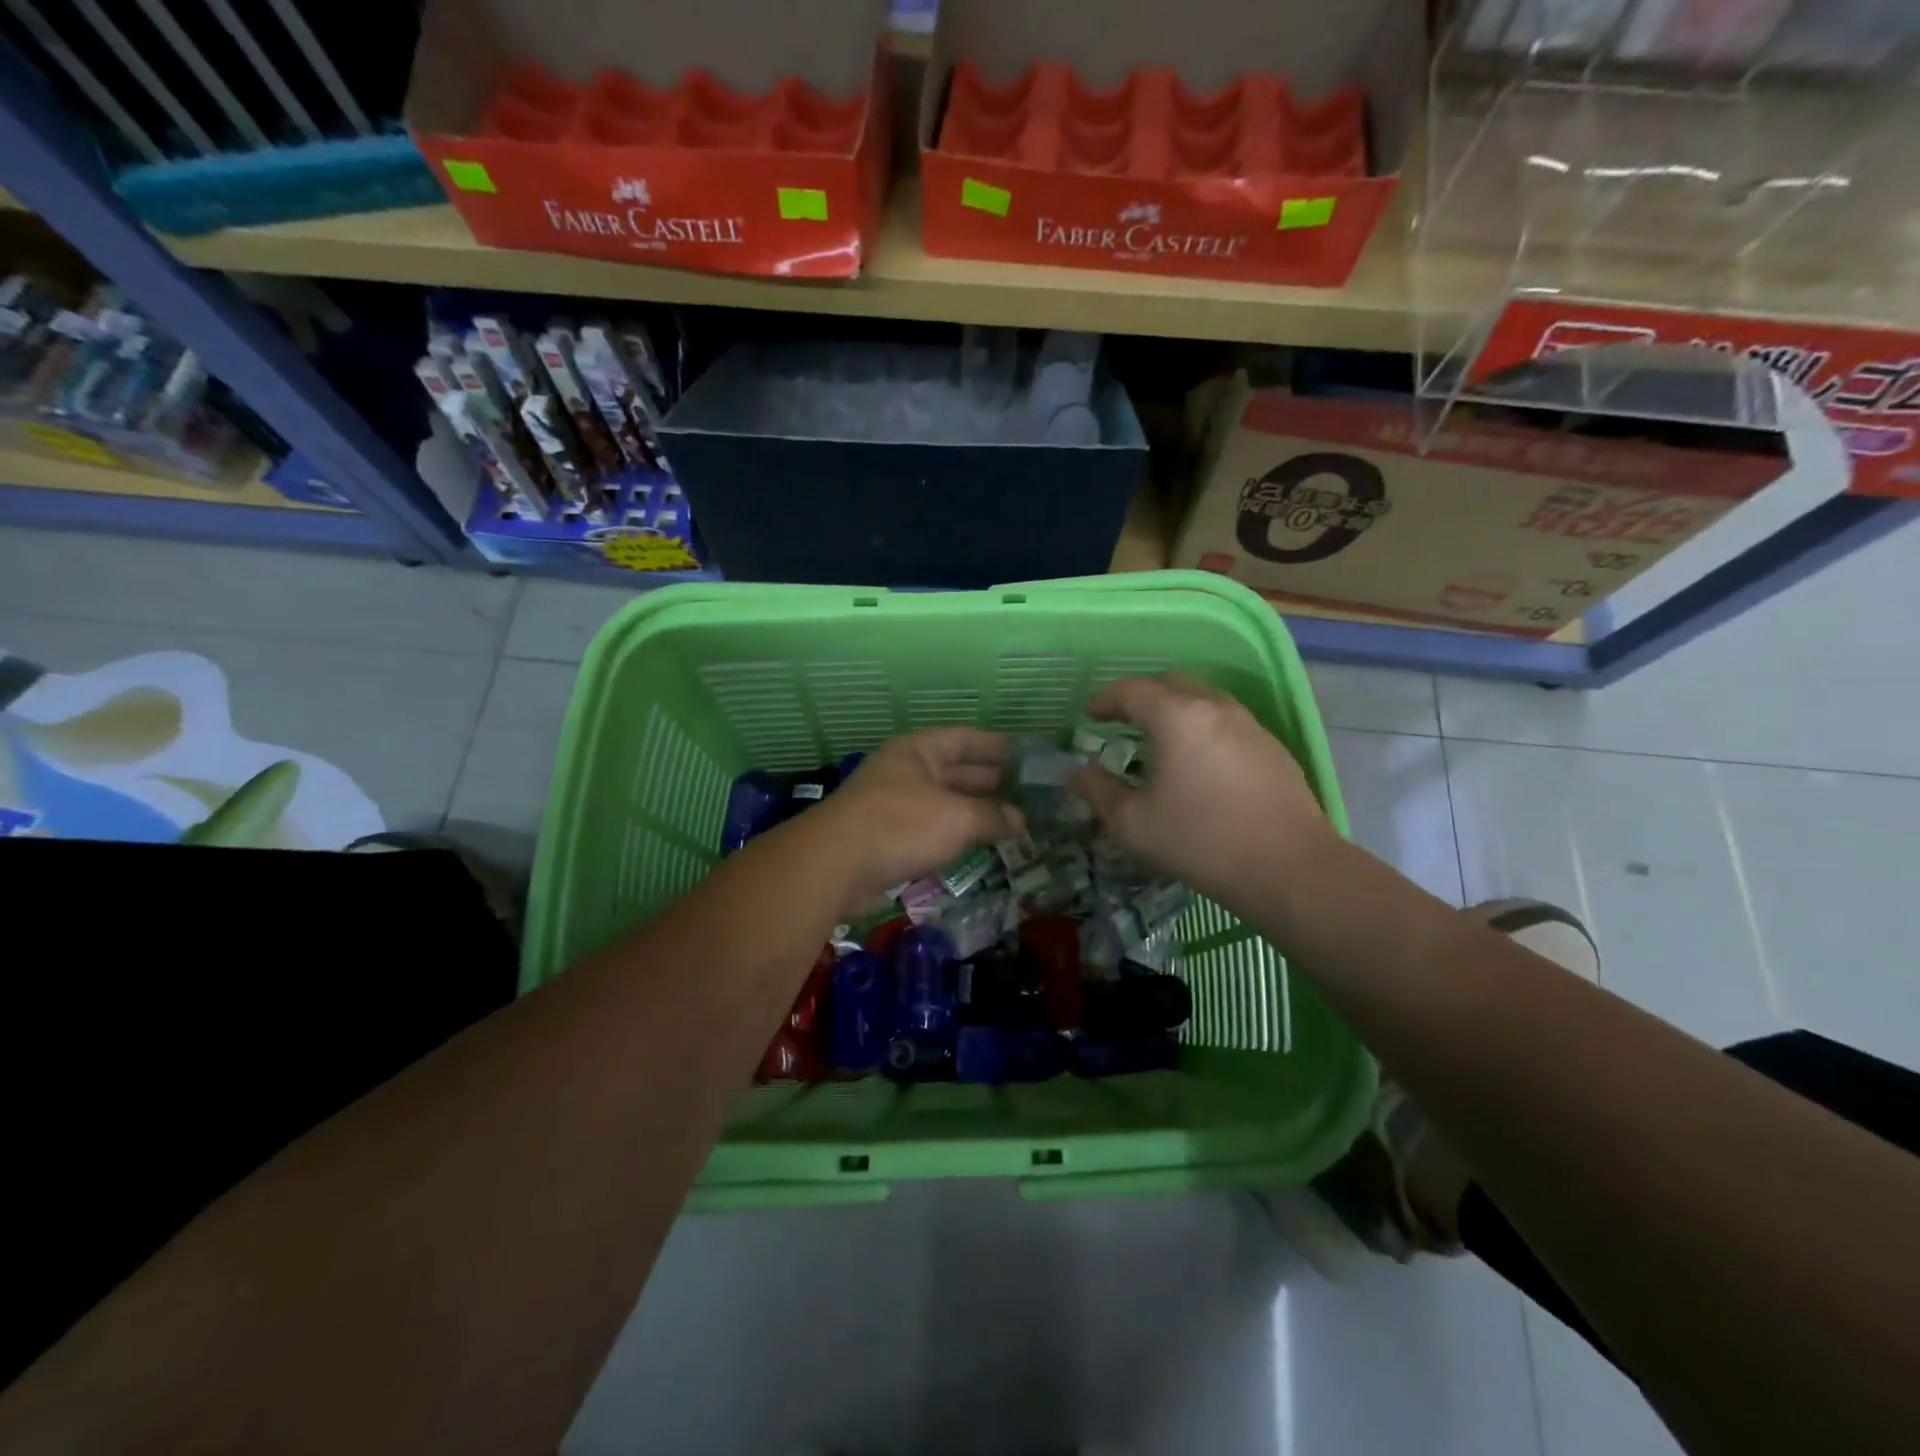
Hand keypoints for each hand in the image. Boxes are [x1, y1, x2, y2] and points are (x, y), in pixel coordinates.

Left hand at [810, 728, 1022, 918]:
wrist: (834, 866)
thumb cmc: (900, 825)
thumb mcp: (956, 817)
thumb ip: (992, 816)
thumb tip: (1020, 820)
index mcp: (919, 751)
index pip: (966, 739)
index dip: (998, 746)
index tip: (1028, 754)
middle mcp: (906, 772)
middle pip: (956, 770)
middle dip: (991, 779)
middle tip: (1029, 790)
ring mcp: (895, 805)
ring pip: (945, 802)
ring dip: (975, 810)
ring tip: (1014, 818)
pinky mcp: (889, 838)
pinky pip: (932, 829)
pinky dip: (956, 834)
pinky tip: (979, 843)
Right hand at [1067, 673, 1333, 915]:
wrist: (1290, 868)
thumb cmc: (1201, 841)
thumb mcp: (1134, 823)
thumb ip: (1099, 792)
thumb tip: (1077, 773)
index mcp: (1177, 716)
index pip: (1132, 690)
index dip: (1105, 699)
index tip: (1088, 715)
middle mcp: (1215, 707)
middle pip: (1171, 683)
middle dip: (1140, 696)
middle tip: (1120, 720)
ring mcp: (1249, 724)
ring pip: (1203, 699)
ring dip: (1174, 709)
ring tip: (1157, 740)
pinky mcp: (1271, 747)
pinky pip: (1225, 720)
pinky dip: (1201, 726)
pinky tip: (1196, 762)